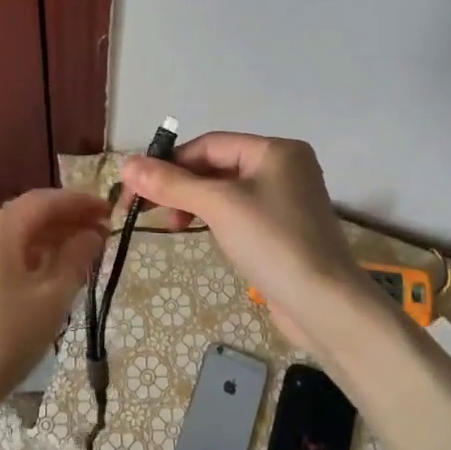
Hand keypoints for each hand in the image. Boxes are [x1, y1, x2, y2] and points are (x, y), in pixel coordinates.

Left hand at [0, 189, 107, 449]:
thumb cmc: (2, 339)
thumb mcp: (50, 300)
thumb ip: (75, 260)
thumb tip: (92, 235)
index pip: (44, 201)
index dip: (79, 202)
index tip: (108, 212)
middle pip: (25, 216)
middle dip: (64, 222)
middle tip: (100, 235)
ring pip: (10, 239)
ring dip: (46, 242)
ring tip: (79, 258)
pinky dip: (25, 259)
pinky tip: (43, 278)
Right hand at [120, 133, 372, 354]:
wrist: (324, 305)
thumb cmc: (273, 243)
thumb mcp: (218, 207)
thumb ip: (171, 184)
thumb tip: (126, 165)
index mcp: (276, 150)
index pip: (210, 144)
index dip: (170, 162)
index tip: (137, 187)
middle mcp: (284, 167)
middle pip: (217, 165)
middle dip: (181, 185)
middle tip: (148, 209)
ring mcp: (287, 199)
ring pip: (226, 190)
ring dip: (195, 202)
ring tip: (174, 224)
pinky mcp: (285, 229)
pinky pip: (240, 211)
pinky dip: (215, 218)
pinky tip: (200, 232)